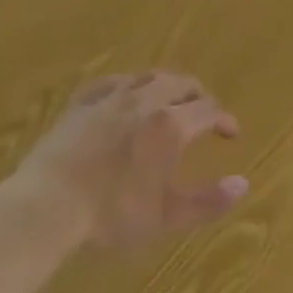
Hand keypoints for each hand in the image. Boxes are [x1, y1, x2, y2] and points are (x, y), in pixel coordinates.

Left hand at [17, 72, 248, 250]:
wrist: (49, 204)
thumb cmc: (113, 213)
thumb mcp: (166, 216)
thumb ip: (208, 201)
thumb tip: (243, 183)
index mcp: (171, 125)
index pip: (208, 110)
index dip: (224, 119)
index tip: (230, 132)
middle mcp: (146, 100)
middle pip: (181, 83)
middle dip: (198, 95)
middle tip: (203, 112)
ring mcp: (111, 96)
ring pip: (148, 76)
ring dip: (166, 85)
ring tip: (169, 100)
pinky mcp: (82, 102)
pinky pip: (112, 81)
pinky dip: (128, 84)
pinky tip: (125, 94)